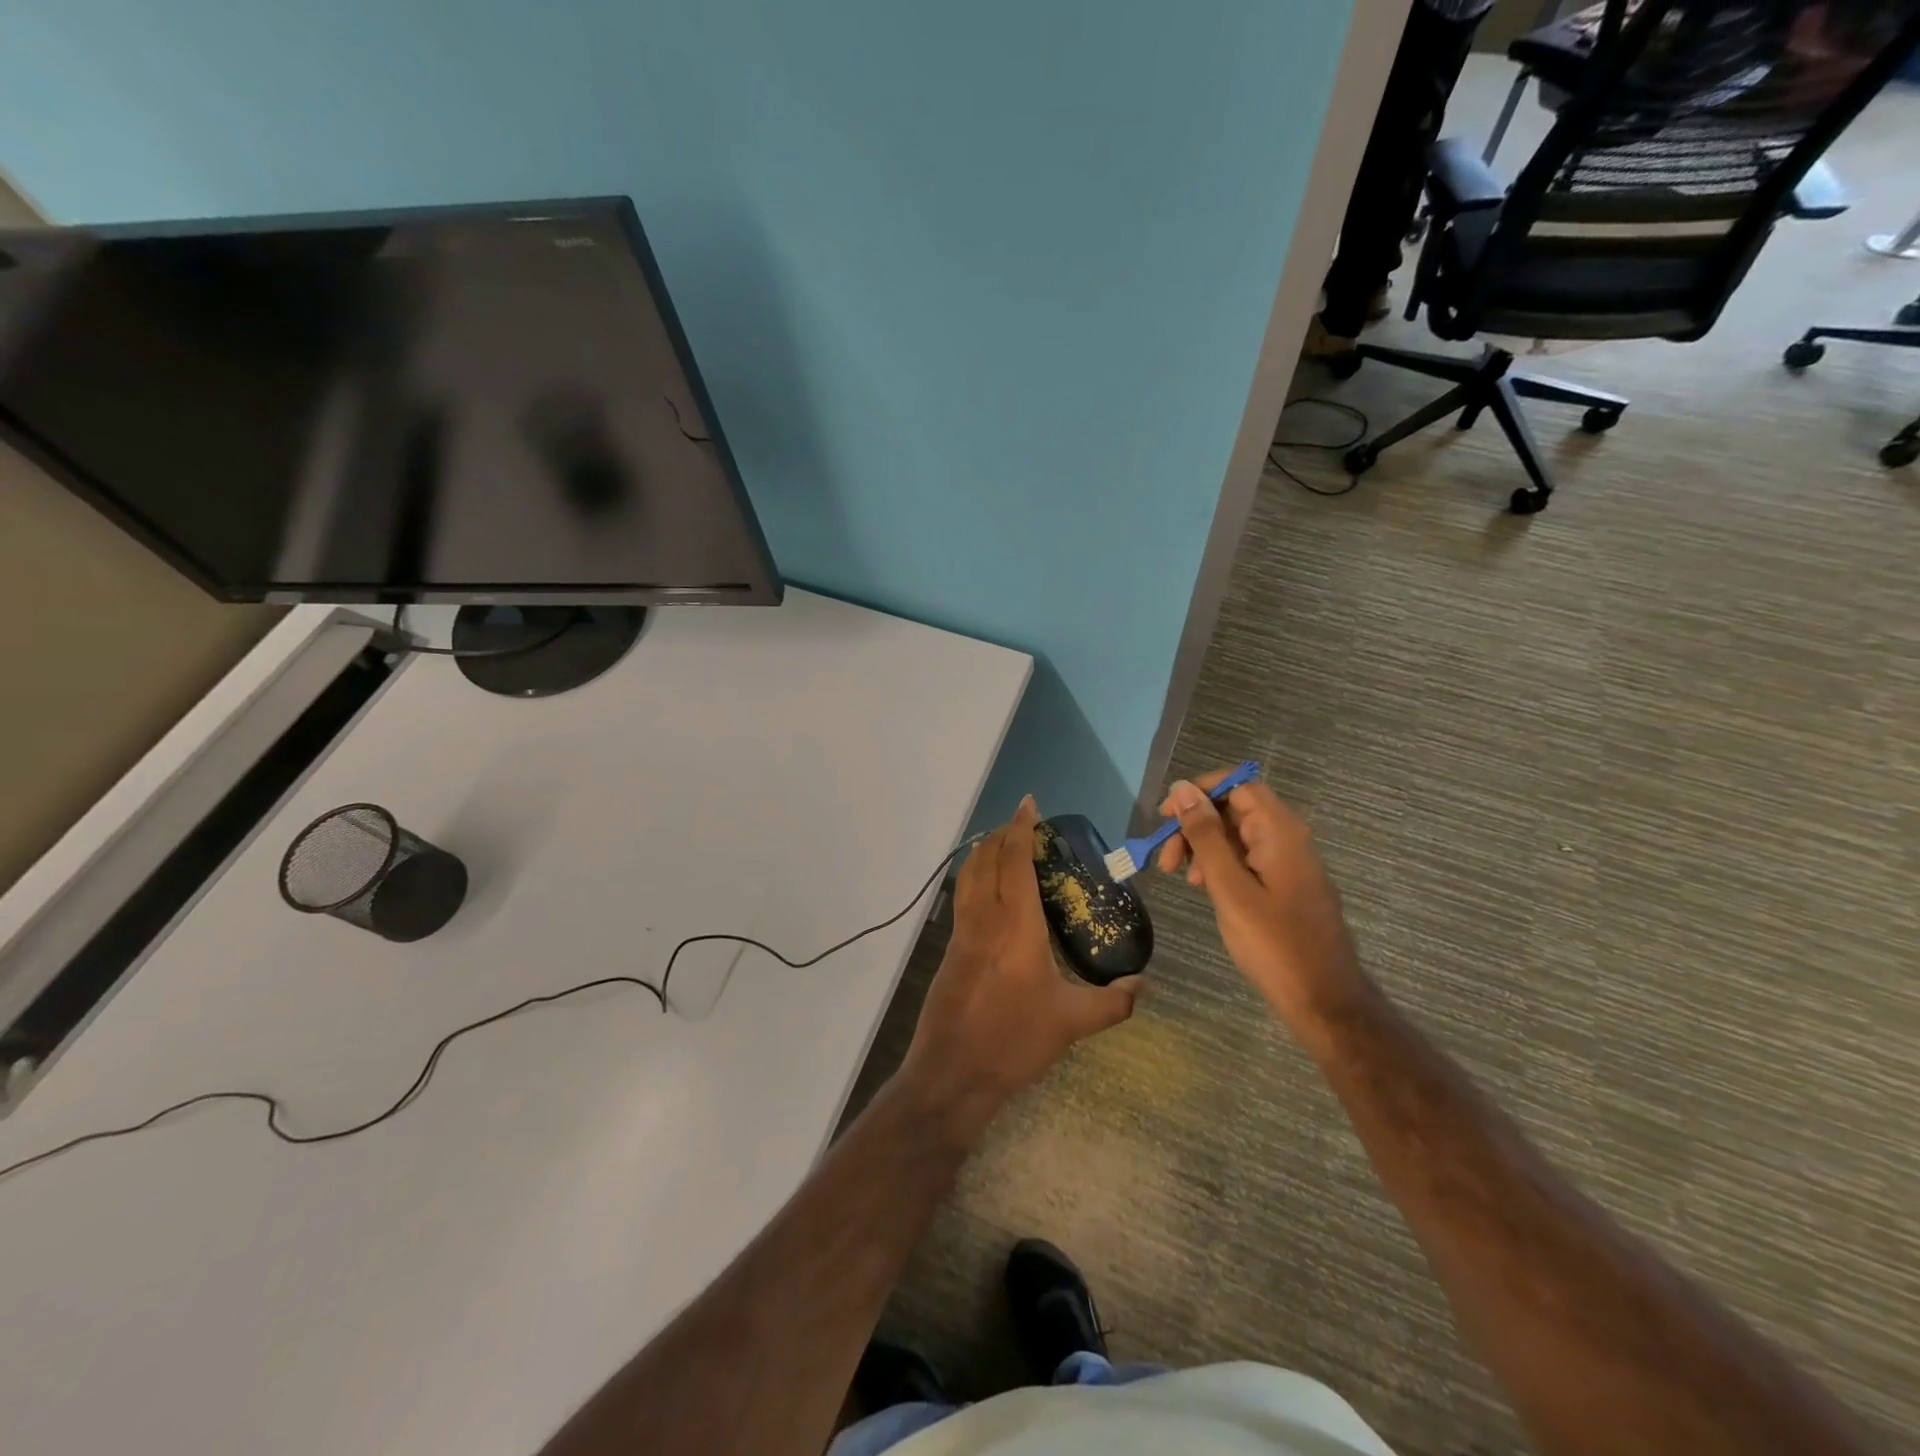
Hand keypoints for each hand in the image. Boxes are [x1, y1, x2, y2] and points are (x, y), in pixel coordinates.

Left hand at [901, 797, 1141, 1140]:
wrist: (952, 1072)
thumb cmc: (1014, 1041)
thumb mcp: (1071, 1023)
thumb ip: (1113, 1003)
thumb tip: (1145, 986)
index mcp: (1016, 926)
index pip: (1016, 862)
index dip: (1021, 829)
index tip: (1029, 804)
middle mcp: (985, 918)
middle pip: (989, 860)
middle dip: (1004, 833)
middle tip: (1023, 822)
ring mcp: (962, 932)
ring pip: (969, 875)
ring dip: (985, 851)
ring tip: (1002, 843)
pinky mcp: (951, 949)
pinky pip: (963, 897)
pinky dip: (975, 876)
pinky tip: (987, 890)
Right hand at [1155, 771, 1361, 1019]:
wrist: (1324, 1000)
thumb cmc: (1274, 944)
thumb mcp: (1230, 888)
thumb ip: (1206, 837)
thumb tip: (1183, 789)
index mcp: (1280, 831)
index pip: (1237, 784)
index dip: (1199, 792)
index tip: (1165, 817)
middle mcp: (1287, 837)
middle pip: (1234, 809)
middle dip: (1195, 825)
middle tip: (1166, 859)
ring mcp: (1288, 862)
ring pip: (1237, 835)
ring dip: (1203, 847)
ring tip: (1181, 878)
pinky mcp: (1285, 884)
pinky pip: (1247, 858)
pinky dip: (1220, 865)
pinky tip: (1205, 888)